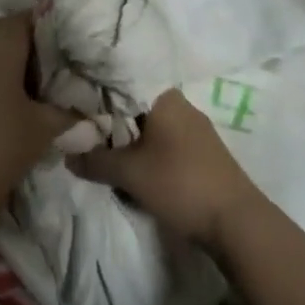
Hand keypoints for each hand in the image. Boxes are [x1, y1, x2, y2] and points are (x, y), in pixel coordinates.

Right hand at [69, 89, 264, 245]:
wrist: (238, 223)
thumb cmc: (180, 184)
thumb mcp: (130, 173)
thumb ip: (95, 160)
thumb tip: (67, 154)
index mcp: (164, 96)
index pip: (122, 82)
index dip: (97, 92)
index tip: (75, 103)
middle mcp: (181, 104)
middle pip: (136, 104)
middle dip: (112, 119)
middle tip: (86, 132)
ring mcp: (196, 128)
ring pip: (152, 125)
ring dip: (131, 138)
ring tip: (106, 152)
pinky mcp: (204, 152)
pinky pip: (167, 141)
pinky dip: (149, 150)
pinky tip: (137, 166)